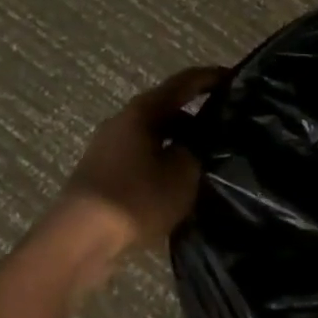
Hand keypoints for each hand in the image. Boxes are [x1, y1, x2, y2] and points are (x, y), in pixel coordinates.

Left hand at [55, 66, 226, 257]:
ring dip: (180, 142)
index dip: (212, 77)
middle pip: (167, 109)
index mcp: (142, 110)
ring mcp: (109, 148)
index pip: (184, 82)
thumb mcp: (184, 172)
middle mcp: (123, 121)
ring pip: (155, 136)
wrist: (80, 240)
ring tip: (209, 158)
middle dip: (198, 116)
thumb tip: (205, 141)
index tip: (237, 78)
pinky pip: (143, 157)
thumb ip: (200, 149)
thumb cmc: (137, 197)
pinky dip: (164, 161)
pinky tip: (180, 182)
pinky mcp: (103, 173)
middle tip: (227, 127)